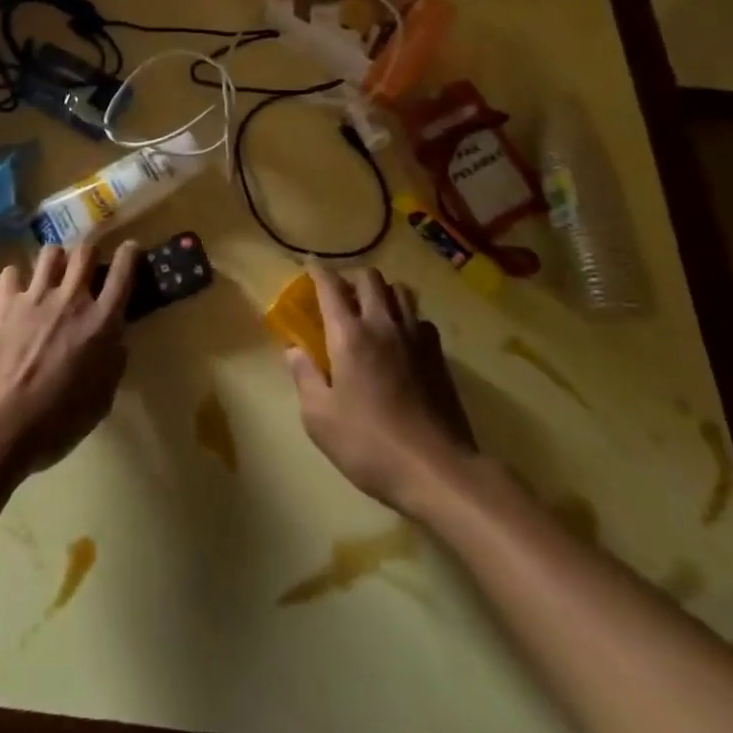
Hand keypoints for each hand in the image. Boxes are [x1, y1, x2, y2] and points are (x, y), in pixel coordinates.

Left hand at [0, 241, 135, 478]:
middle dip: (90, 254)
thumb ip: (112, 362)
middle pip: (85, 251)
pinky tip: (16, 292)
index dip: (129, 254)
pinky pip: (12, 272)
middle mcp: (71, 299)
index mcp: (101, 323)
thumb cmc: (56, 424)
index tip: (130, 250)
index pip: (123, 272)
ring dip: (56, 260)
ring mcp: (35, 296)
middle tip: (87, 268)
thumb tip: (115, 340)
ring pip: (51, 252)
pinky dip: (16, 279)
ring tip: (53, 275)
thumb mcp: (101, 401)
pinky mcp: (4, 302)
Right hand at [286, 265, 474, 510]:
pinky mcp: (439, 356)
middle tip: (339, 295)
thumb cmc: (369, 445)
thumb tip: (294, 350)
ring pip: (400, 291)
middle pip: (370, 278)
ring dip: (382, 292)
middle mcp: (382, 325)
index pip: (330, 286)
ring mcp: (415, 338)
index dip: (317, 270)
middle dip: (351, 278)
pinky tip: (401, 338)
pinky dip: (407, 318)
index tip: (309, 263)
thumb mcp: (319, 418)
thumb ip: (304, 377)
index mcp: (349, 335)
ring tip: (371, 309)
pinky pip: (420, 319)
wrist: (437, 470)